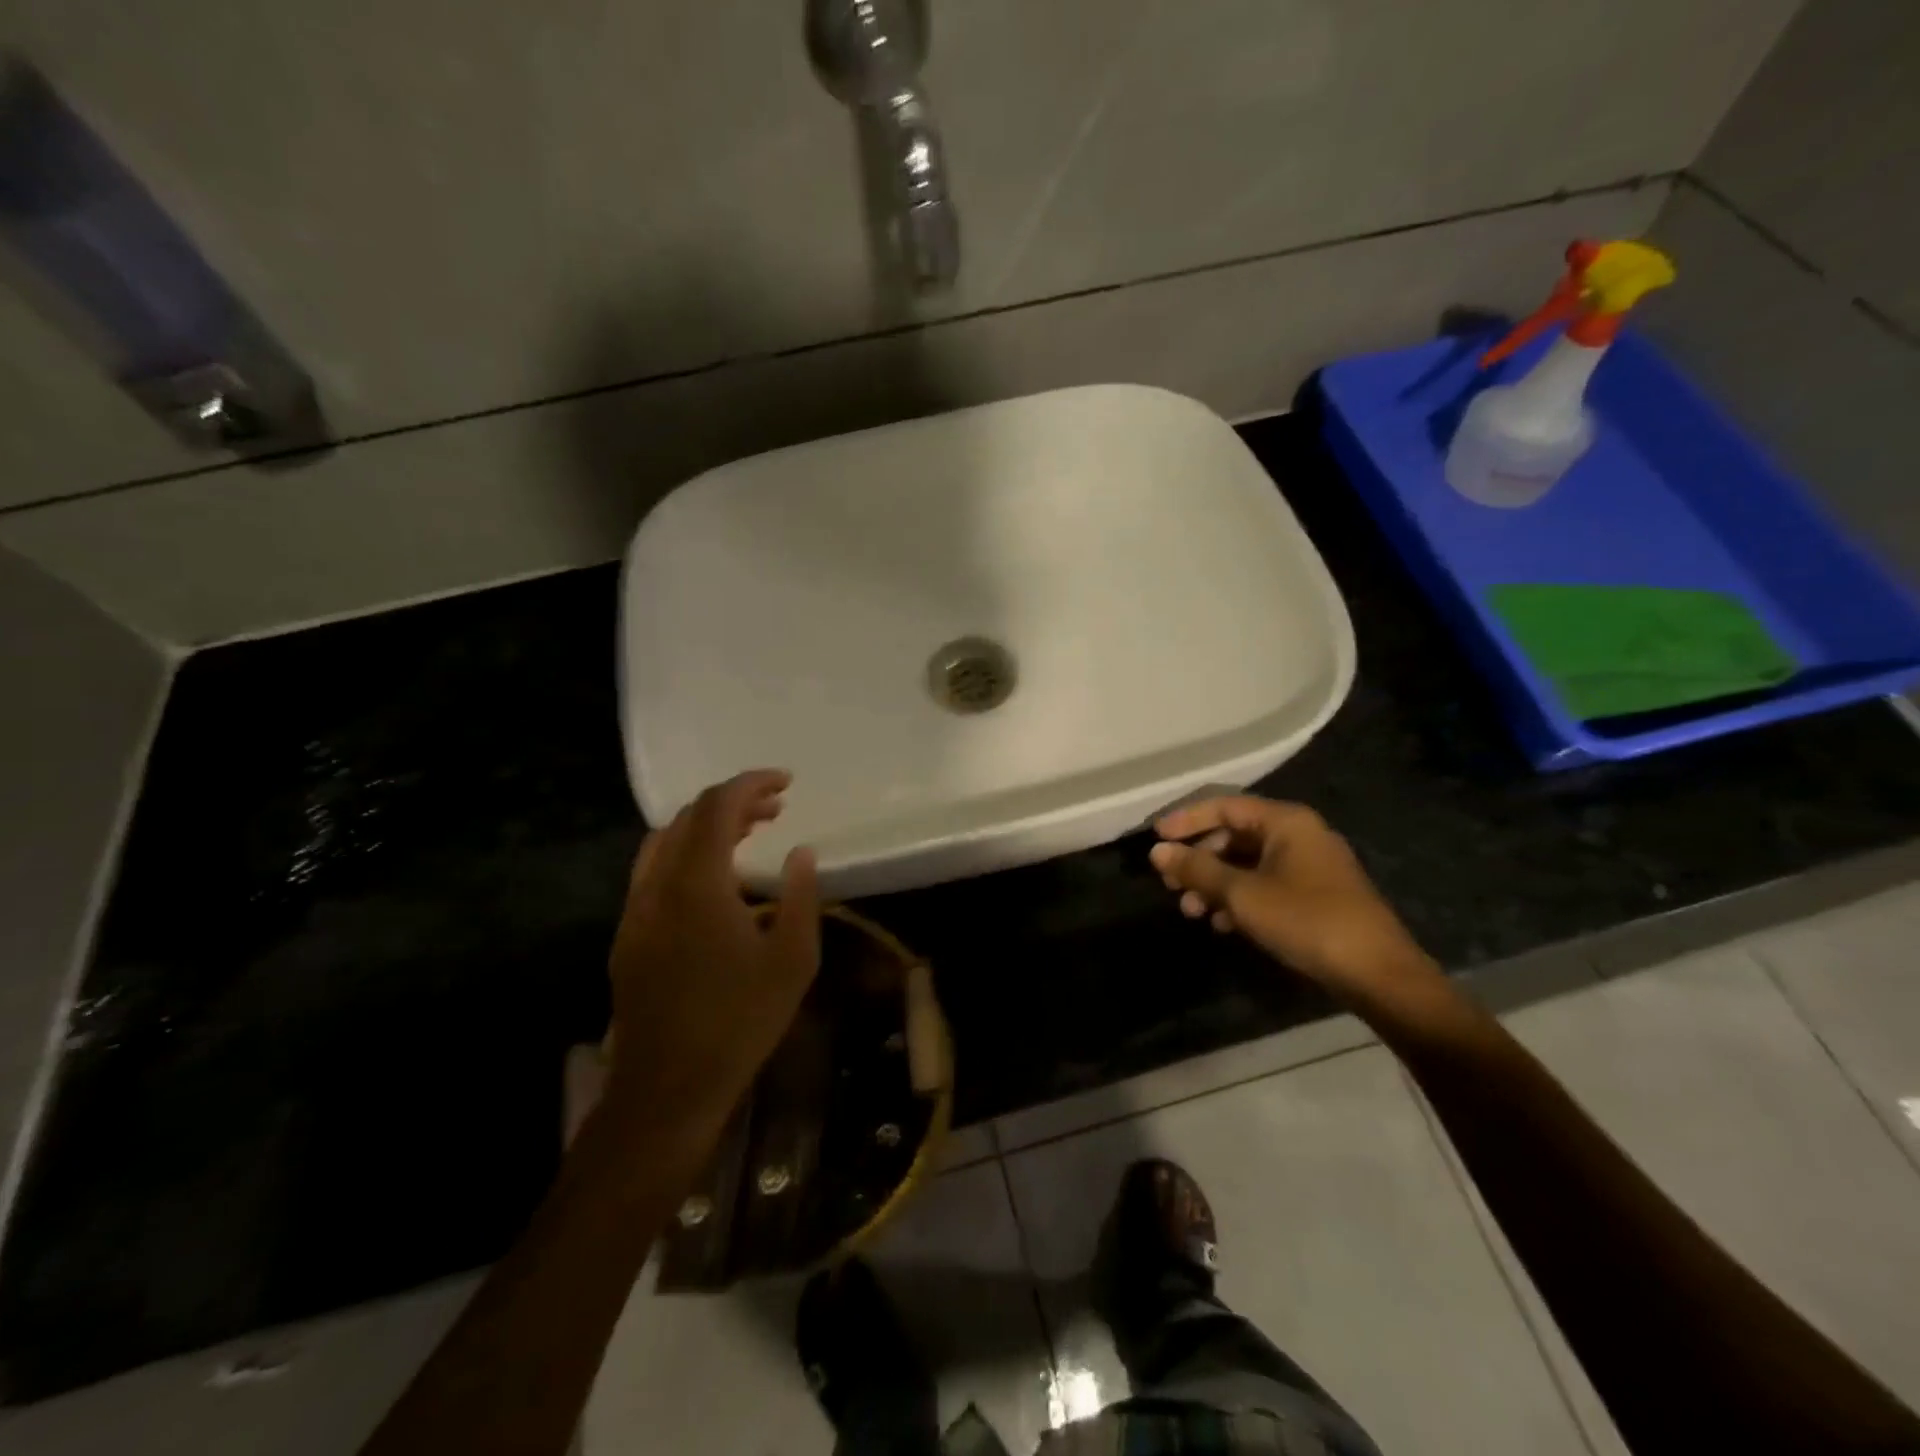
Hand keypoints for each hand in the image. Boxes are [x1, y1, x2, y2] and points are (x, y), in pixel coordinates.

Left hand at [604, 770, 819, 1132]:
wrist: (668, 1087)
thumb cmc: (740, 1021)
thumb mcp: (793, 959)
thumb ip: (801, 896)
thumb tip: (802, 852)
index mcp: (698, 883)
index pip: (718, 807)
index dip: (751, 784)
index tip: (785, 782)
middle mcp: (658, 885)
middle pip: (689, 817)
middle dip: (733, 801)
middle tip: (775, 808)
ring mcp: (636, 910)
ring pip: (665, 842)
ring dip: (706, 826)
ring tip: (748, 833)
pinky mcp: (627, 935)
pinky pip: (653, 871)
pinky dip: (685, 853)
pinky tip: (713, 879)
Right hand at [1149, 796, 1442, 1010]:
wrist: (1378, 974)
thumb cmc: (1306, 921)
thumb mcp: (1242, 894)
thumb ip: (1197, 869)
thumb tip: (1157, 851)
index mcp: (1286, 822)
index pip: (1224, 806)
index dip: (1186, 819)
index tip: (1155, 838)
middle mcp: (1299, 834)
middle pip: (1234, 835)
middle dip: (1199, 859)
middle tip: (1171, 884)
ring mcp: (1310, 865)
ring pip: (1247, 863)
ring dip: (1215, 883)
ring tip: (1192, 911)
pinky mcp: (1316, 895)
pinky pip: (1265, 884)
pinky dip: (1239, 898)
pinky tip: (1222, 925)